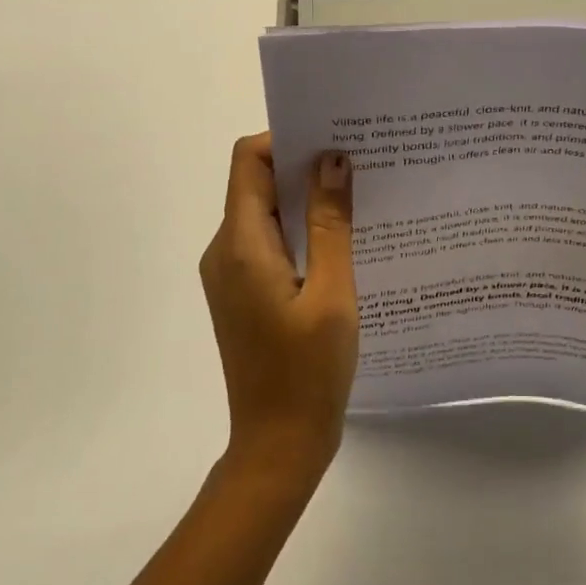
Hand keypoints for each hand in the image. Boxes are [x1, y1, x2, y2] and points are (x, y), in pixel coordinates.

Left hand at [198, 134, 358, 484]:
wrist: (278, 446)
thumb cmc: (308, 372)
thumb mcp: (331, 293)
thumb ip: (331, 223)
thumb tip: (332, 158)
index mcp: (240, 245)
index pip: (248, 160)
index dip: (287, 139)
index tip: (335, 138)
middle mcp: (225, 251)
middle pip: (256, 182)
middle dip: (304, 165)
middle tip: (360, 162)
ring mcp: (232, 274)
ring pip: (266, 212)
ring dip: (306, 199)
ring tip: (360, 196)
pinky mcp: (244, 292)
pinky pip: (270, 242)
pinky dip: (302, 230)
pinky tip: (343, 240)